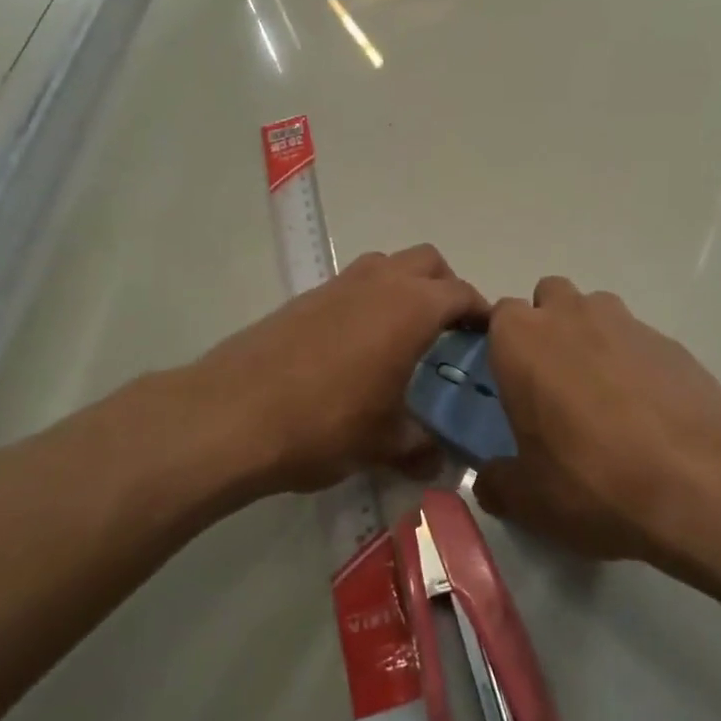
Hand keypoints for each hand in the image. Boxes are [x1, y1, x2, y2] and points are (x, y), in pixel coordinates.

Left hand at [182, 244, 487, 495]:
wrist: (233, 414)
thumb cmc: (325, 423)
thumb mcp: (383, 442)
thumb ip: (420, 447)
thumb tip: (439, 459)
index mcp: (411, 307)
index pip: (462, 293)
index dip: (481, 312)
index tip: (488, 337)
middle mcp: (380, 282)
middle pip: (428, 261)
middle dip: (445, 287)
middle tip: (447, 331)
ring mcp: (339, 284)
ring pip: (388, 265)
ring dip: (405, 287)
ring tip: (403, 335)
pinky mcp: (306, 297)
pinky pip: (353, 284)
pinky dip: (369, 300)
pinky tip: (358, 347)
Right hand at [475, 277, 720, 562]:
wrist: (700, 481)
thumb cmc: (593, 480)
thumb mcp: (530, 500)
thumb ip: (497, 483)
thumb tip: (489, 481)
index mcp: (521, 340)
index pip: (498, 317)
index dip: (503, 347)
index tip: (511, 386)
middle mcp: (570, 315)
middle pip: (548, 297)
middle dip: (547, 327)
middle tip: (554, 384)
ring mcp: (624, 321)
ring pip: (595, 311)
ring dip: (590, 338)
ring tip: (604, 397)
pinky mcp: (669, 340)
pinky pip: (637, 340)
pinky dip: (634, 362)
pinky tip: (647, 412)